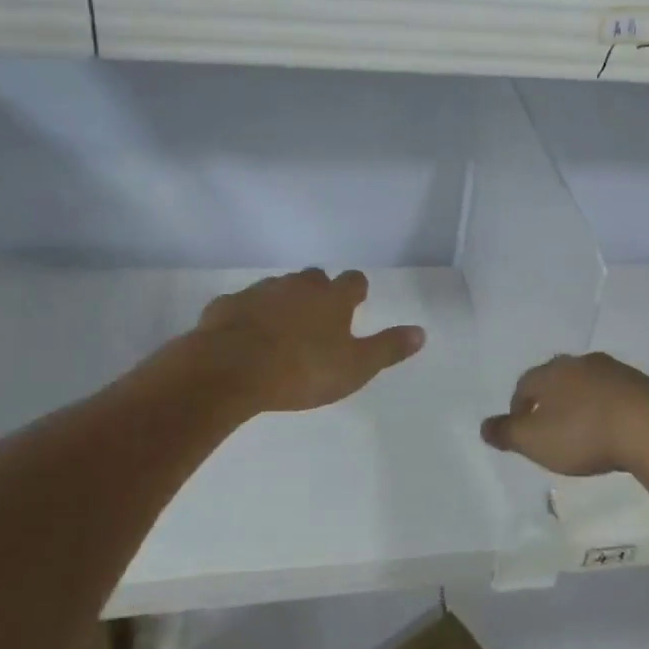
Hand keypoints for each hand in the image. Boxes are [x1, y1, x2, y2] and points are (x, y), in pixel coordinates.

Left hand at [189, 269, 424, 414]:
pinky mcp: (226, 306)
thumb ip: (388, 348)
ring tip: (281, 327)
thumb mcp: (355, 367)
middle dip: (318, 291)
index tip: (356, 300)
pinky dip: (247, 316)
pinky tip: (244, 335)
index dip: (356, 290)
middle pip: (314, 278)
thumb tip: (421, 332)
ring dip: (283, 301)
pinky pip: (241, 305)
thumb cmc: (302, 370)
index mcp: (332, 299)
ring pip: (277, 288)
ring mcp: (260, 292)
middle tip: (319, 315)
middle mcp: (298, 286)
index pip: (353, 281)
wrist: (230, 370)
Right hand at [480, 352, 648, 476]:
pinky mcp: (643, 385)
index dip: (519, 406)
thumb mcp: (535, 441)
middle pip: (557, 379)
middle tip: (550, 427)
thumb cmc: (583, 434)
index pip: (525, 383)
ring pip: (588, 384)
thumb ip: (507, 433)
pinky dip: (607, 409)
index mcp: (552, 372)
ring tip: (582, 430)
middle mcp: (581, 363)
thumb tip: (484, 425)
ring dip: (581, 403)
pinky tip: (612, 429)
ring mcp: (615, 370)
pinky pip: (615, 394)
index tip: (521, 429)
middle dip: (550, 400)